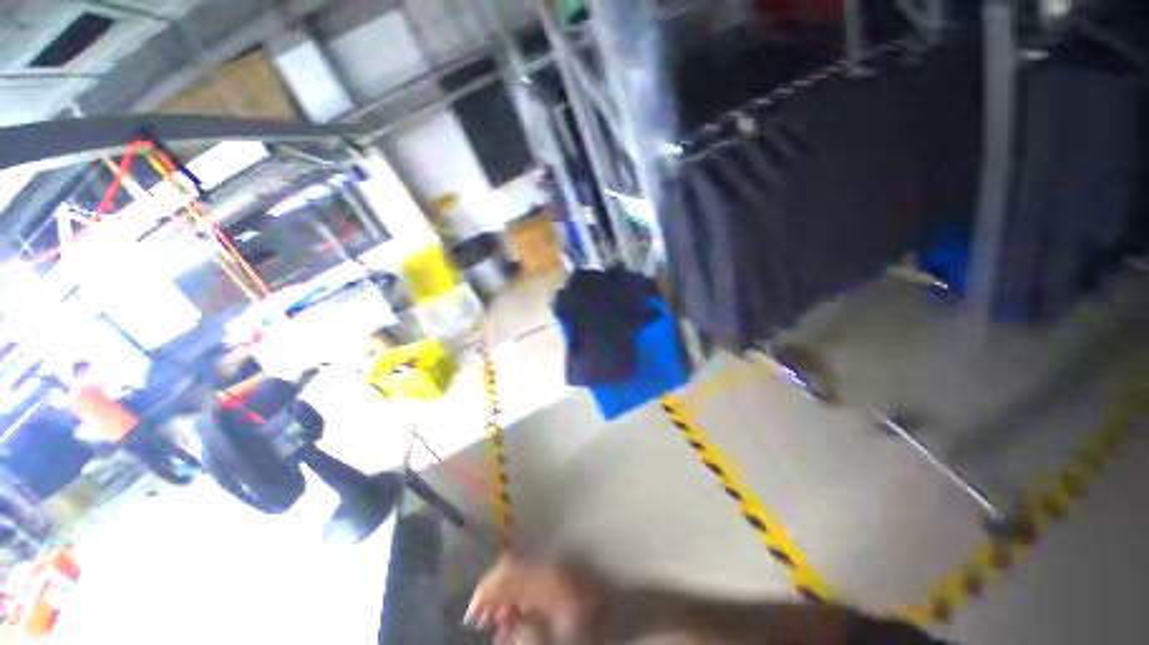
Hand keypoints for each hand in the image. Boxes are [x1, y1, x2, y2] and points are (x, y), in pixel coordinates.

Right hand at [465, 555, 601, 643]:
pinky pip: (530, 578)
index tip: (470, 616)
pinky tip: (515, 615)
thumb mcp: (559, 636)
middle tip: (478, 620)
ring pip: (518, 573)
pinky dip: (517, 594)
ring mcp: (555, 568)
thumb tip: (505, 625)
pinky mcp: (560, 574)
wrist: (624, 611)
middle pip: (510, 570)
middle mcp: (548, 567)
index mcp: (546, 579)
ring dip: (503, 594)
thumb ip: (528, 630)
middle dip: (491, 593)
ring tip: (494, 622)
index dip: (485, 593)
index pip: (507, 575)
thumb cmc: (593, 628)